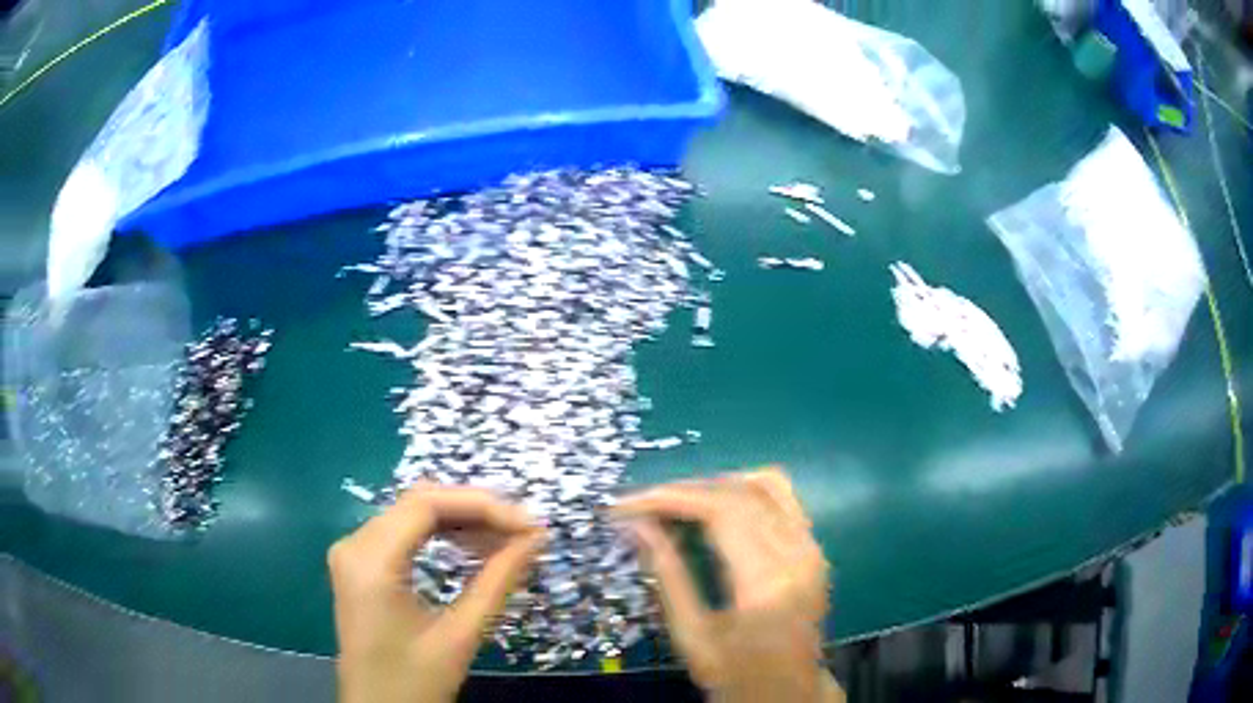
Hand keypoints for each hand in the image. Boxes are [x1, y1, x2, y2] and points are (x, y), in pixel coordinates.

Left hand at [328, 484, 545, 702]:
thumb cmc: (415, 682)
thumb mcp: (461, 635)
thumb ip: (497, 581)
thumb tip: (535, 539)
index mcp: (371, 562)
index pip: (426, 504)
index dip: (482, 505)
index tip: (529, 525)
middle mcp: (354, 544)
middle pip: (418, 503)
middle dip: (475, 511)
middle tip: (523, 532)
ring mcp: (352, 552)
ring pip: (412, 514)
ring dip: (461, 522)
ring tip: (506, 541)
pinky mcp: (359, 565)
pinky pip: (403, 533)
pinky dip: (441, 536)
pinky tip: (473, 549)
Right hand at [616, 468, 843, 702]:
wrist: (790, 693)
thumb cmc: (736, 674)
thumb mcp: (692, 635)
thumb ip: (667, 576)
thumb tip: (636, 526)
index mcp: (766, 582)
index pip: (721, 511)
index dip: (671, 498)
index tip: (629, 504)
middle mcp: (797, 554)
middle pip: (741, 493)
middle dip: (686, 489)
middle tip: (644, 504)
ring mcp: (813, 548)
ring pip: (766, 485)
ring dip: (716, 485)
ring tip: (677, 503)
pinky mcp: (815, 548)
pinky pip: (782, 499)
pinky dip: (744, 492)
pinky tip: (716, 508)